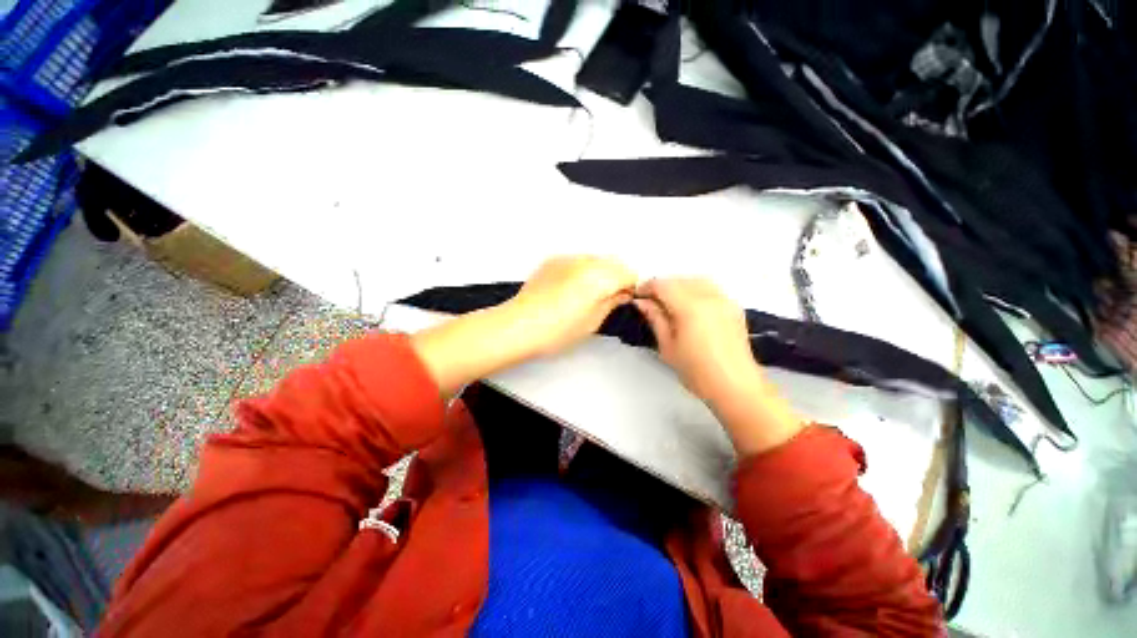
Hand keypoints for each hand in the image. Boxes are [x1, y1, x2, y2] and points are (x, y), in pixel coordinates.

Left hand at [506, 256, 636, 356]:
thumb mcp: (593, 322)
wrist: (520, 326)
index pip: (628, 273)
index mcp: (599, 277)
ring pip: (595, 259)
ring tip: (586, 296)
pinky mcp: (552, 261)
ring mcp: (567, 259)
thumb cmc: (554, 330)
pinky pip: (576, 261)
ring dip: (599, 273)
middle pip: (613, 262)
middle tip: (609, 298)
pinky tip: (571, 290)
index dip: (629, 287)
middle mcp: (585, 262)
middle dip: (616, 277)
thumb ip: (612, 303)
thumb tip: (621, 295)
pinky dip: (581, 271)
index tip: (624, 299)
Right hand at [634, 278, 803, 454]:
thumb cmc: (696, 371)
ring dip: (679, 285)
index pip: (663, 285)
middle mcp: (709, 297)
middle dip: (662, 287)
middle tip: (650, 302)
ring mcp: (724, 300)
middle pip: (679, 280)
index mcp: (690, 307)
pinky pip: (710, 288)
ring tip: (669, 302)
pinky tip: (689, 306)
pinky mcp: (733, 307)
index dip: (647, 287)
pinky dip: (695, 290)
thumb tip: (641, 302)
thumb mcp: (667, 346)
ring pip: (696, 280)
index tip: (637, 296)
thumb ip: (655, 318)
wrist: (735, 387)